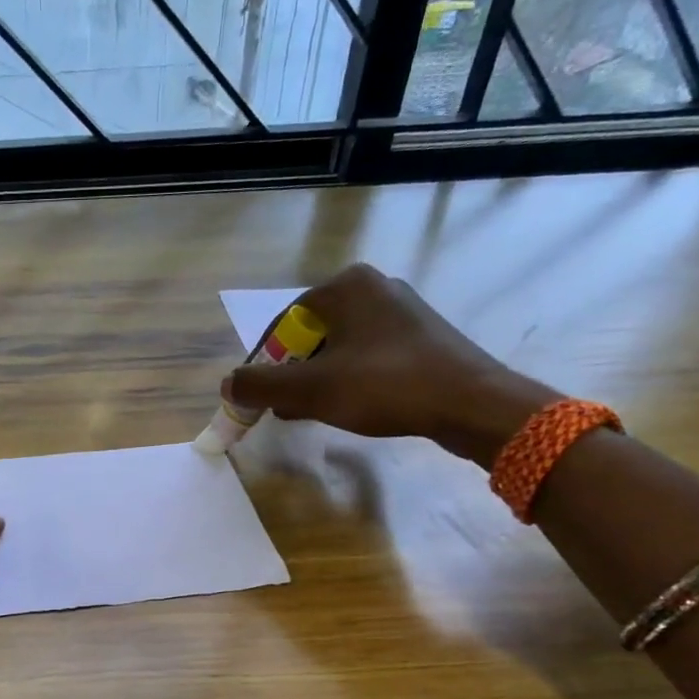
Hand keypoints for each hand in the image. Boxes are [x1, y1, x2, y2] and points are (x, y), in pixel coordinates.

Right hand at [223, 264, 558, 465]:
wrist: (471, 403)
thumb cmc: (385, 386)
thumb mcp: (312, 389)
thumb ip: (261, 386)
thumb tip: (227, 386)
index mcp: (346, 286)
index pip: (284, 323)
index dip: (265, 363)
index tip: (259, 397)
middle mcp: (374, 287)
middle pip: (311, 334)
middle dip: (292, 373)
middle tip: (284, 407)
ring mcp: (402, 311)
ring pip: (339, 347)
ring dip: (318, 379)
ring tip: (312, 412)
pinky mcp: (421, 336)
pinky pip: (367, 355)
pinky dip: (348, 379)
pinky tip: (349, 406)